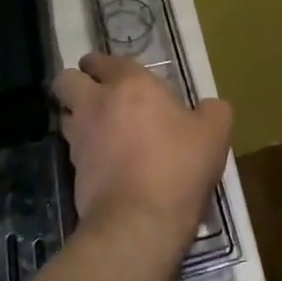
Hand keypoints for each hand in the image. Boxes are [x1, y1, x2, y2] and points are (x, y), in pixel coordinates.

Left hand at [54, 53, 231, 250]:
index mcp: (131, 85)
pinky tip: (106, 159)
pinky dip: (85, 149)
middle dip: (78, 82)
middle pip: (67, 80)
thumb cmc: (179, 165)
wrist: (140, 220)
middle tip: (101, 95)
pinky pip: (73, 148)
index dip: (106, 64)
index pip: (105, 60)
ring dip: (78, 115)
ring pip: (65, 114)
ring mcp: (80, 138)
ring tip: (102, 128)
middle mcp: (97, 104)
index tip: (119, 73)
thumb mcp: (215, 132)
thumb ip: (212, 110)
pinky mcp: (72, 170)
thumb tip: (206, 107)